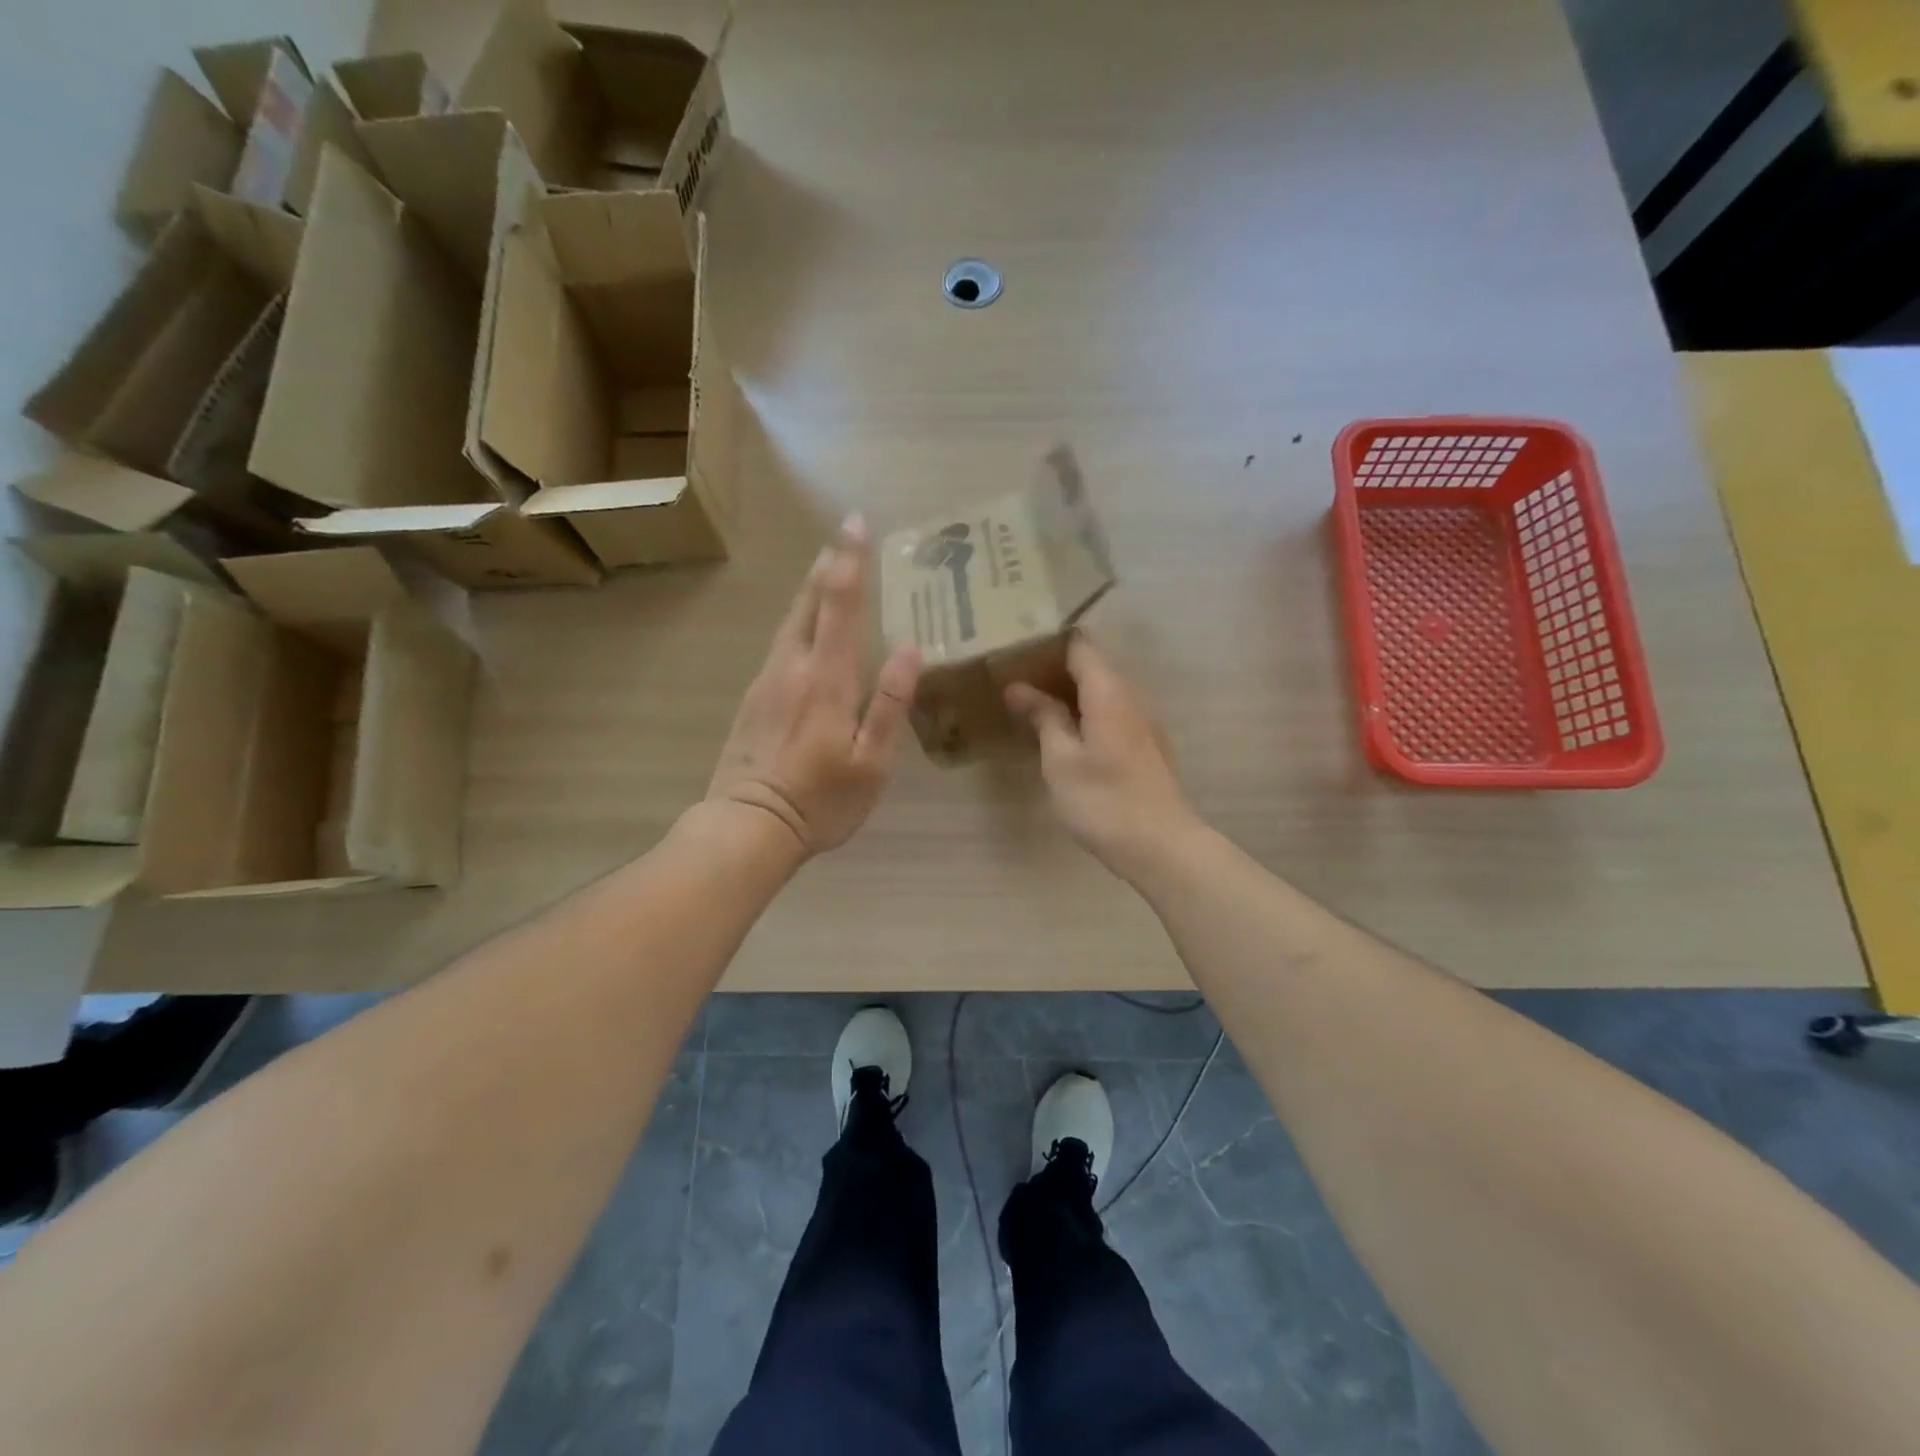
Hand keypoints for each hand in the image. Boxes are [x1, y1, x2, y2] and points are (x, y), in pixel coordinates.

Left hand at [707, 516, 921, 858]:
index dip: (849, 560)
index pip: (839, 604)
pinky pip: (780, 643)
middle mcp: (792, 666)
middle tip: (842, 533)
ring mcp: (767, 680)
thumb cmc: (821, 800)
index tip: (856, 522)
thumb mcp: (871, 761)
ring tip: (827, 568)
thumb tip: (911, 648)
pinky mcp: (753, 697)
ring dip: (810, 589)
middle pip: (808, 602)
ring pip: (790, 620)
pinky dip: (798, 620)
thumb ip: (890, 703)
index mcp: (827, 678)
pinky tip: (805, 625)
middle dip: (828, 564)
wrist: (749, 825)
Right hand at [1006, 638, 1201, 880]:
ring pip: (1103, 693)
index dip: (1047, 645)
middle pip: (1092, 667)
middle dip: (1055, 671)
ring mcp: (1145, 722)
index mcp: (1108, 692)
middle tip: (1016, 683)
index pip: (1079, 646)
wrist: (1161, 846)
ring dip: (1071, 696)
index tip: (1016, 653)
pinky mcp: (1149, 747)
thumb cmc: (1103, 800)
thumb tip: (1018, 687)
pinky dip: (1088, 716)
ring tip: (1034, 709)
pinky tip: (1067, 737)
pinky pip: (1113, 715)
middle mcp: (1132, 697)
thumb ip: (1043, 717)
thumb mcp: (1061, 759)